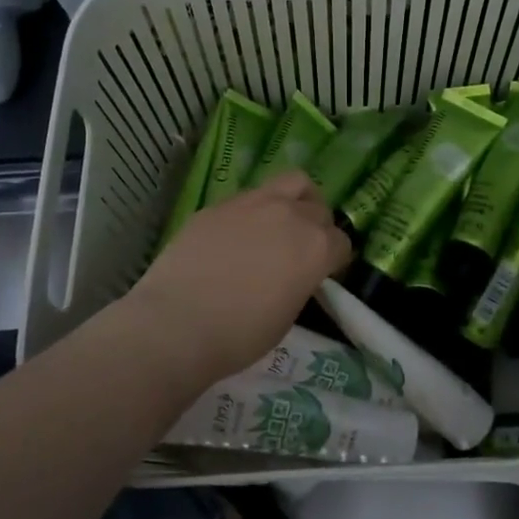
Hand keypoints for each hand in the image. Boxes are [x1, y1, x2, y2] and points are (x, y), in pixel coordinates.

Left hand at [126, 172, 351, 385]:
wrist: (176, 324)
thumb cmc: (239, 335)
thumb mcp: (287, 315)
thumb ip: (300, 282)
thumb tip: (295, 273)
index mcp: (316, 247)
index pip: (341, 242)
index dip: (333, 260)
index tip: (321, 275)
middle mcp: (291, 215)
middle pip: (319, 209)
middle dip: (317, 227)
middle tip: (300, 250)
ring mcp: (253, 203)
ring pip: (291, 183)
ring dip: (294, 201)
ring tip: (279, 224)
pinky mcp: (219, 204)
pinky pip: (249, 197)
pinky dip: (254, 211)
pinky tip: (237, 236)